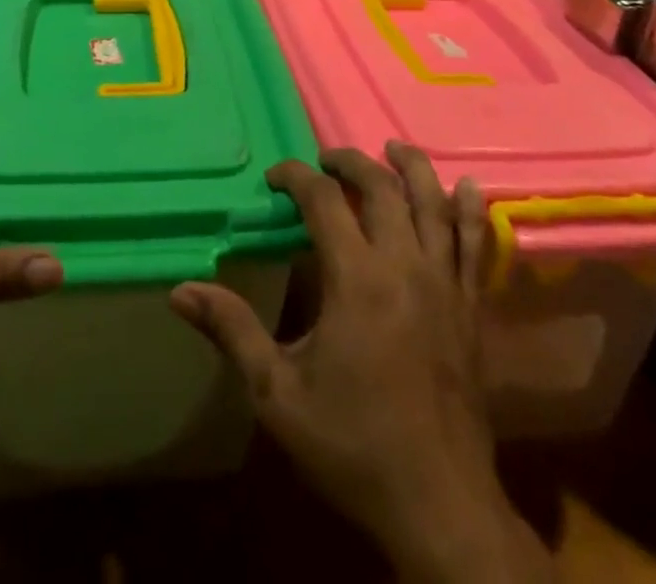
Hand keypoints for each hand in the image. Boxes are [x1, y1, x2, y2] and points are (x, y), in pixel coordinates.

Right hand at [172, 144, 546, 581]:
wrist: (441, 506)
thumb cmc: (354, 445)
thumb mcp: (278, 394)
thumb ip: (232, 331)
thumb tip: (181, 290)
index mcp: (356, 278)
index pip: (324, 200)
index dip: (295, 177)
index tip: (275, 179)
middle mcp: (404, 265)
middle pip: (381, 188)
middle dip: (349, 162)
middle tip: (325, 160)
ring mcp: (445, 284)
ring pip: (432, 204)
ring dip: (412, 168)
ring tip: (392, 147)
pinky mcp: (471, 307)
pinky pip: (474, 244)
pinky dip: (469, 210)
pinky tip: (466, 187)